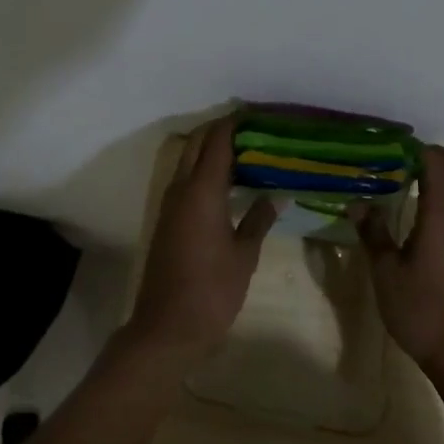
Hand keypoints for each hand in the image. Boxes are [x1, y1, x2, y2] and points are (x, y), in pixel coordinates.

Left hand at [126, 118, 276, 356]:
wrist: (167, 328)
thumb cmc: (212, 291)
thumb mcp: (244, 256)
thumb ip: (259, 220)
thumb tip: (276, 195)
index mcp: (202, 192)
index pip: (217, 142)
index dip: (235, 124)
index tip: (257, 114)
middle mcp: (181, 190)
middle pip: (197, 144)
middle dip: (221, 131)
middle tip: (253, 130)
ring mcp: (170, 205)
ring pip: (188, 161)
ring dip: (210, 150)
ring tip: (245, 151)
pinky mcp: (167, 220)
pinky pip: (185, 181)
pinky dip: (204, 171)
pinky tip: (227, 183)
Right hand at [355, 146, 443, 379]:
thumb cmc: (419, 309)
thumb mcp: (385, 271)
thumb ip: (373, 232)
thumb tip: (358, 202)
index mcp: (441, 215)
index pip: (436, 166)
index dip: (418, 151)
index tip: (395, 149)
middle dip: (441, 156)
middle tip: (411, 160)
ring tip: (426, 183)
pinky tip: (434, 215)